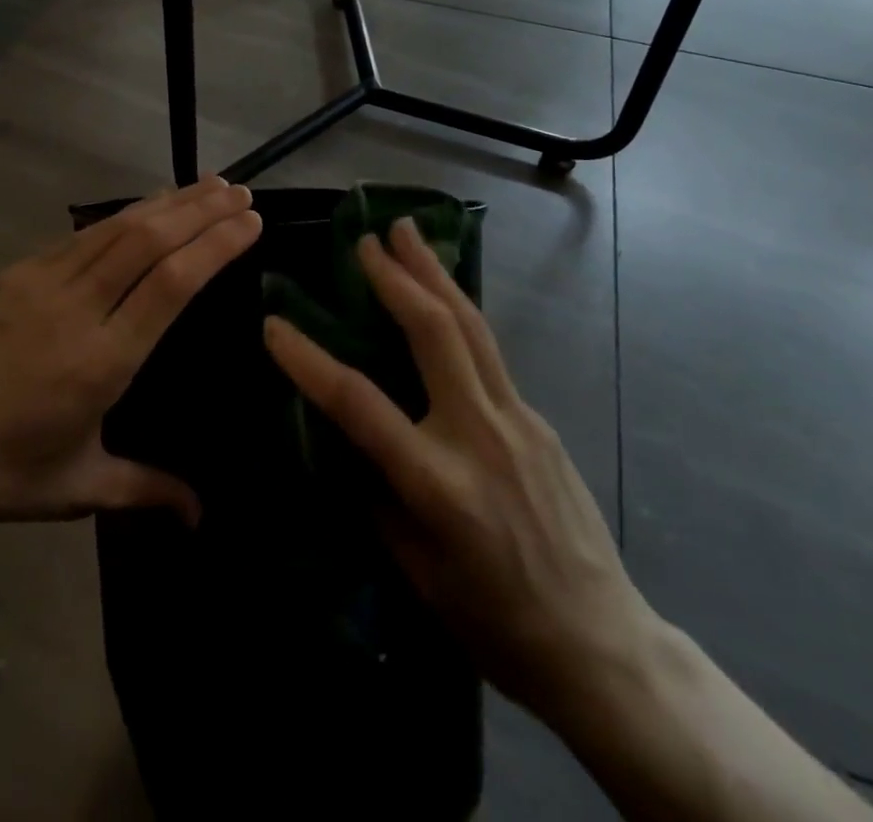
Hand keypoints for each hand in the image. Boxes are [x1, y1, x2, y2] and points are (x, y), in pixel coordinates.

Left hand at [0, 176, 259, 527]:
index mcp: (103, 359)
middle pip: (151, 240)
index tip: (251, 220)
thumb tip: (201, 516)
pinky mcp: (17, 273)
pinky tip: (145, 208)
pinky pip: (82, 234)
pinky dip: (124, 214)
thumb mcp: (79, 487)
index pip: (173, 282)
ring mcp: (43, 282)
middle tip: (242, 191)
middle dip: (202, 210)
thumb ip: (147, 489)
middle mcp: (79, 307)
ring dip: (168, 202)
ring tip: (207, 184)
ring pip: (117, 227)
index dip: (216, 244)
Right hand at [264, 218, 652, 728]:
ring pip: (471, 327)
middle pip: (434, 333)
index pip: (360, 404)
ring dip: (434, 273)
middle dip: (397, 277)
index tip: (274, 324)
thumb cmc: (495, 622)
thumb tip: (348, 436)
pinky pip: (490, 354)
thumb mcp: (417, 570)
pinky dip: (458, 315)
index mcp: (438, 483)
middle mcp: (480, 434)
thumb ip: (378, 494)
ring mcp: (518, 419)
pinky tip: (443, 302)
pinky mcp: (538, 418)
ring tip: (409, 232)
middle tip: (368, 238)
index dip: (310, 360)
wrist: (599, 641)